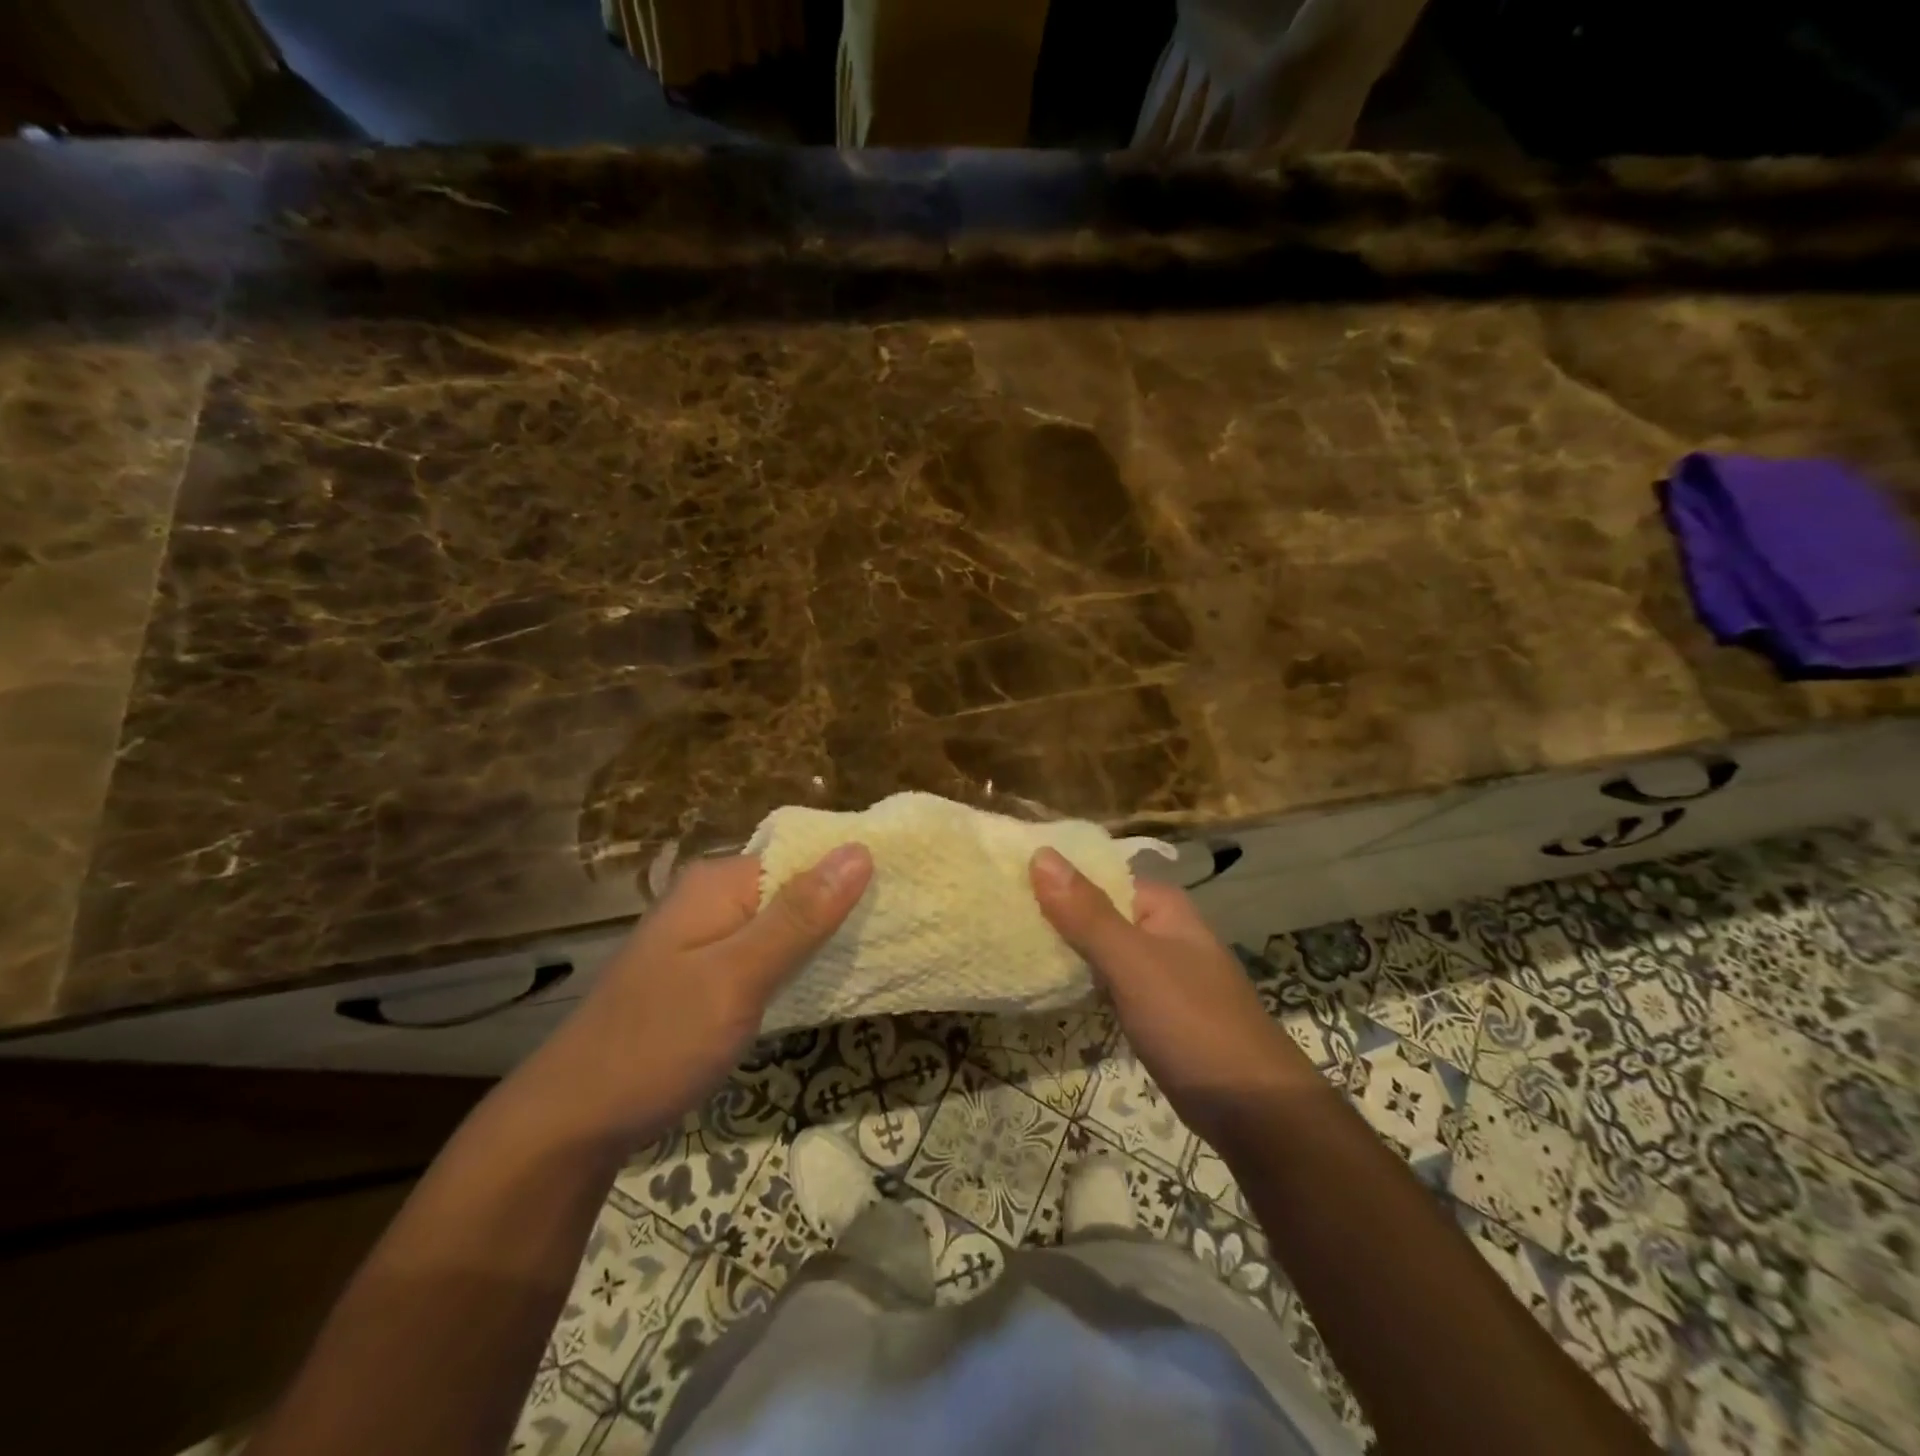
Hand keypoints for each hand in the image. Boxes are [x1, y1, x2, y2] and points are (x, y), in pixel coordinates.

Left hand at [529, 844, 872, 1148]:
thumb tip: (860, 850)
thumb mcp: (737, 978)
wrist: (573, 1123)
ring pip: (783, 922)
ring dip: (824, 935)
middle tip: (905, 925)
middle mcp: (712, 898)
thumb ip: (799, 916)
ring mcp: (707, 938)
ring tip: (885, 948)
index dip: (853, 868)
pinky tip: (831, 979)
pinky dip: (798, 962)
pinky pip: (766, 952)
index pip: (804, 854)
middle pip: (794, 886)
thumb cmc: (658, 1043)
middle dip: (844, 904)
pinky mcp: (706, 974)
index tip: (908, 890)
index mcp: (718, 883)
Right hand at [1030, 847, 1313, 1147]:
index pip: (1098, 872)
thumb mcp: (1133, 963)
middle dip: (1053, 910)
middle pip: (1096, 908)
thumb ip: (1086, 912)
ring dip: (1062, 945)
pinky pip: (1107, 980)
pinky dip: (1080, 978)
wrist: (1254, 1111)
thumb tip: (1040, 854)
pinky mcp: (1153, 1009)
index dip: (1054, 871)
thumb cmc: (1193, 1023)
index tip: (1003, 875)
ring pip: (1099, 947)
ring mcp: (1158, 971)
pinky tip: (1045, 982)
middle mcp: (1160, 930)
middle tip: (995, 910)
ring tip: (1006, 939)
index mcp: (1161, 906)